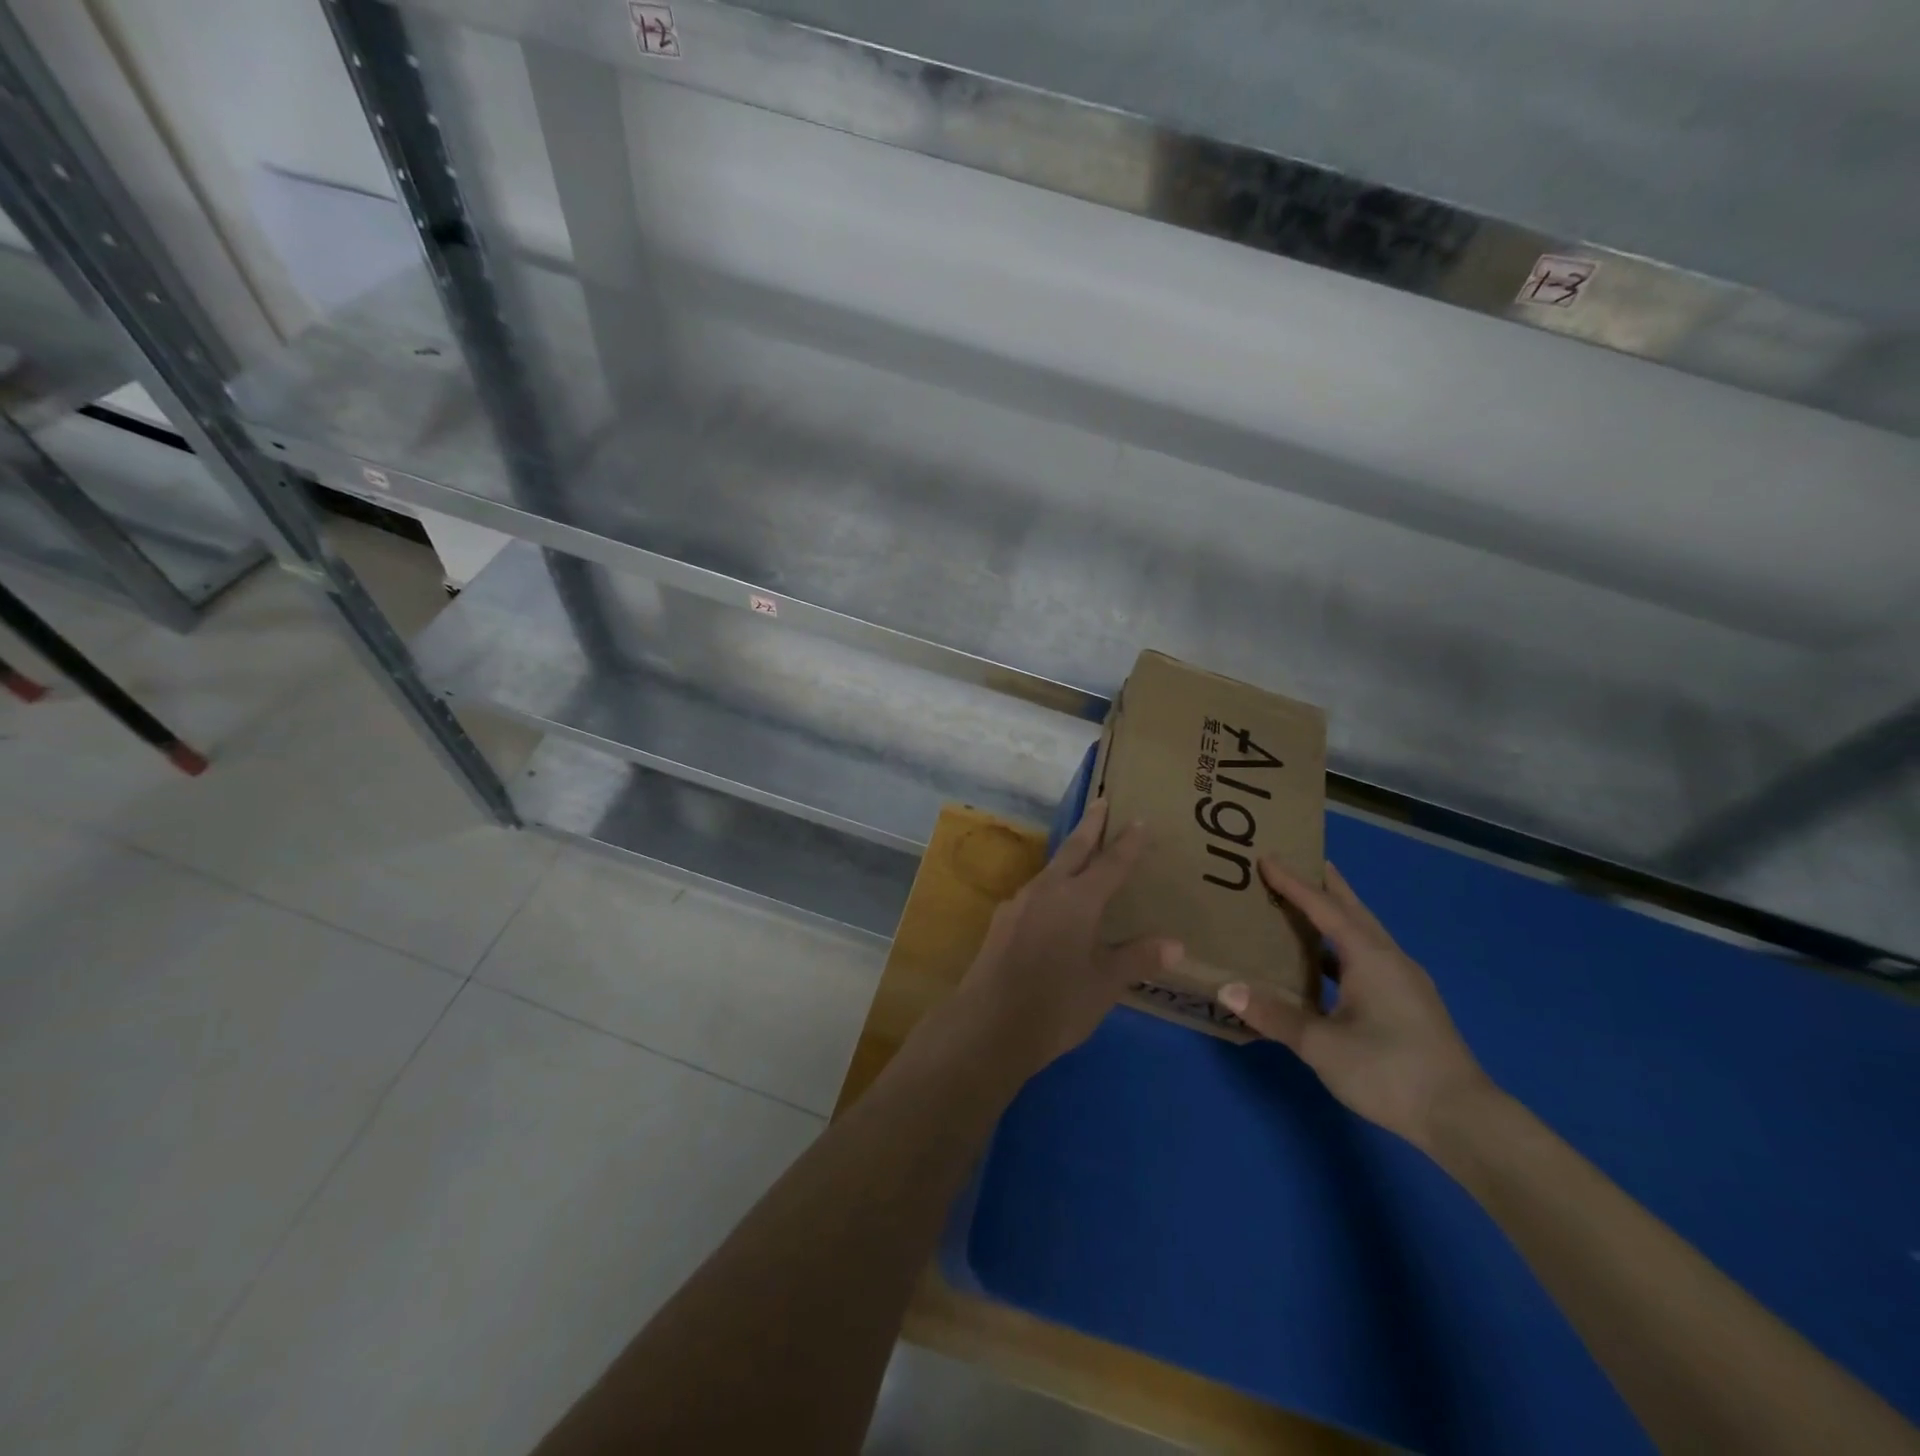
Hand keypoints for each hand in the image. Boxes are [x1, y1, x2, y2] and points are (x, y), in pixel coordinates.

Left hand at [948, 799, 1184, 1081]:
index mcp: (1078, 900)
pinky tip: (1053, 901)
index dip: (1127, 842)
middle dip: (1090, 826)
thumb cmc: (1056, 1005)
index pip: (1110, 863)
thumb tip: (1176, 944)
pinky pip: (1035, 892)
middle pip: (1073, 850)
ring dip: (1068, 855)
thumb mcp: (1105, 985)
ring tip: (1082, 852)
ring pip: (1050, 869)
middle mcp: (1047, 891)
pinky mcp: (1002, 921)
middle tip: (1101, 802)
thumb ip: (1137, 959)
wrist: (988, 1025)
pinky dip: (1052, 885)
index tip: (1139, 819)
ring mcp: (1019, 903)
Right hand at [1218, 860, 1491, 1152]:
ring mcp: (1404, 982)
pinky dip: (1342, 945)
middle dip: (1324, 883)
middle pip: (1353, 909)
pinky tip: (1325, 962)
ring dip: (1335, 913)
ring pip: (1363, 932)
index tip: (1266, 858)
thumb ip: (1275, 1015)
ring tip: (1305, 904)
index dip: (1293, 882)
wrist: (1464, 1120)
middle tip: (1296, 860)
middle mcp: (1390, 959)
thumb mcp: (1323, 1046)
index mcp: (1370, 957)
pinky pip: (1368, 956)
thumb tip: (1227, 989)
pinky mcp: (1409, 1003)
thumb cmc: (1390, 1071)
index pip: (1324, 907)